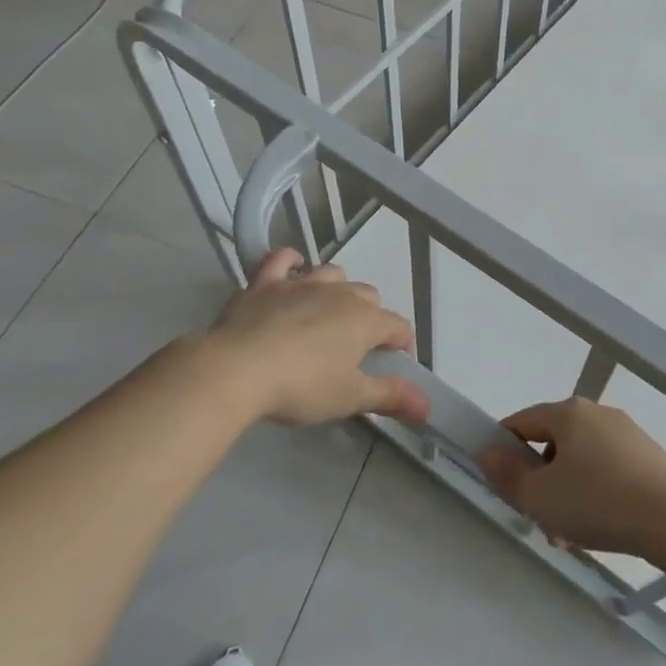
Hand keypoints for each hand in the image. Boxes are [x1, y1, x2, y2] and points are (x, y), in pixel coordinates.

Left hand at [193, 249, 426, 426]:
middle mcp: (339, 293)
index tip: (396, 366)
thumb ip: (390, 397)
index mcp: (365, 320)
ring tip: (329, 313)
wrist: (237, 369)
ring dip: (338, 289)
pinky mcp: (265, 283)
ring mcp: (301, 284)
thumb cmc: (301, 386)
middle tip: (358, 348)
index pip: (398, 327)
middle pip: (369, 296)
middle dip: (372, 317)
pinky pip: (282, 259)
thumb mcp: (349, 398)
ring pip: (333, 274)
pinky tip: (292, 269)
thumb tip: (428, 406)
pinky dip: (291, 262)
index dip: (403, 346)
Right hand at [476, 398, 665, 557]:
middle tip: (540, 521)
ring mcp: (626, 432)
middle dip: (541, 482)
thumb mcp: (540, 496)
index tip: (504, 487)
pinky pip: (607, 469)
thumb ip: (507, 475)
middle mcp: (597, 412)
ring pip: (580, 460)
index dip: (504, 452)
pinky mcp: (647, 455)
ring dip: (568, 493)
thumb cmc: (598, 502)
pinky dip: (596, 492)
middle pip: (552, 443)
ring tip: (571, 536)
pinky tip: (601, 527)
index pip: (521, 422)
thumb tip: (486, 451)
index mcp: (568, 412)